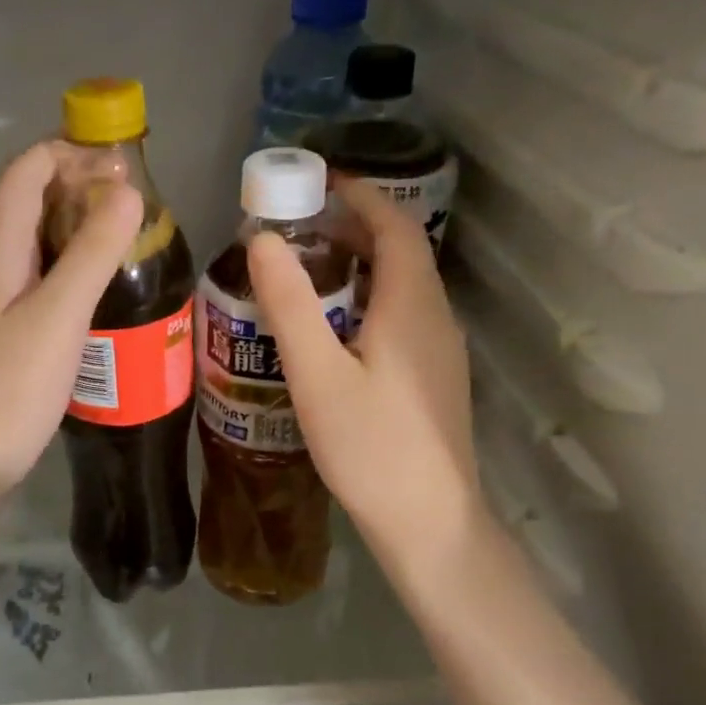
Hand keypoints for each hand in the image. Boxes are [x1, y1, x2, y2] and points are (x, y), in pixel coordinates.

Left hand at [0, 142, 143, 494]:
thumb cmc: (12, 385)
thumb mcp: (58, 314)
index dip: (64, 152)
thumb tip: (128, 192)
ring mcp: (7, 301)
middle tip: (135, 198)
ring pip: (43, 241)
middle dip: (79, 184)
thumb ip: (92, 253)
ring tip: (132, 233)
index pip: (23, 175)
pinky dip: (81, 264)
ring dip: (82, 224)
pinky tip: (112, 284)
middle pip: (32, 202)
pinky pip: (51, 278)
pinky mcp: (20, 331)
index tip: (119, 162)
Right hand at [247, 179, 483, 556]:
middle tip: (300, 229)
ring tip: (310, 272)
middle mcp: (436, 318)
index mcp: (411, 307)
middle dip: (355, 229)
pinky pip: (404, 317)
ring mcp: (442, 352)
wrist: (430, 523)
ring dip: (362, 266)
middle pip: (402, 254)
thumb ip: (290, 305)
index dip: (362, 196)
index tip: (321, 181)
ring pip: (403, 288)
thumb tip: (263, 240)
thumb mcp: (318, 375)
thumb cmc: (371, 447)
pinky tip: (337, 330)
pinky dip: (369, 300)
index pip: (395, 227)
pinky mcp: (436, 379)